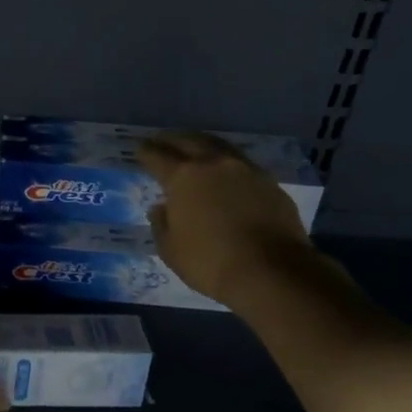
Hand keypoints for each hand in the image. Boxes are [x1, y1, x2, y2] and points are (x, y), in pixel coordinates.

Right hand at [142, 131, 313, 304]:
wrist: (272, 271)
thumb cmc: (210, 262)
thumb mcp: (170, 250)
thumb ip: (161, 224)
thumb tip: (161, 207)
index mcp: (183, 177)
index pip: (157, 156)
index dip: (145, 152)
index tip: (140, 150)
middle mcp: (214, 164)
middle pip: (189, 140)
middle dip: (172, 139)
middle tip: (162, 141)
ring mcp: (245, 170)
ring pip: (219, 147)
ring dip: (202, 145)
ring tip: (194, 149)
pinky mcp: (270, 182)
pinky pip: (241, 164)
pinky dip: (227, 164)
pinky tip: (225, 174)